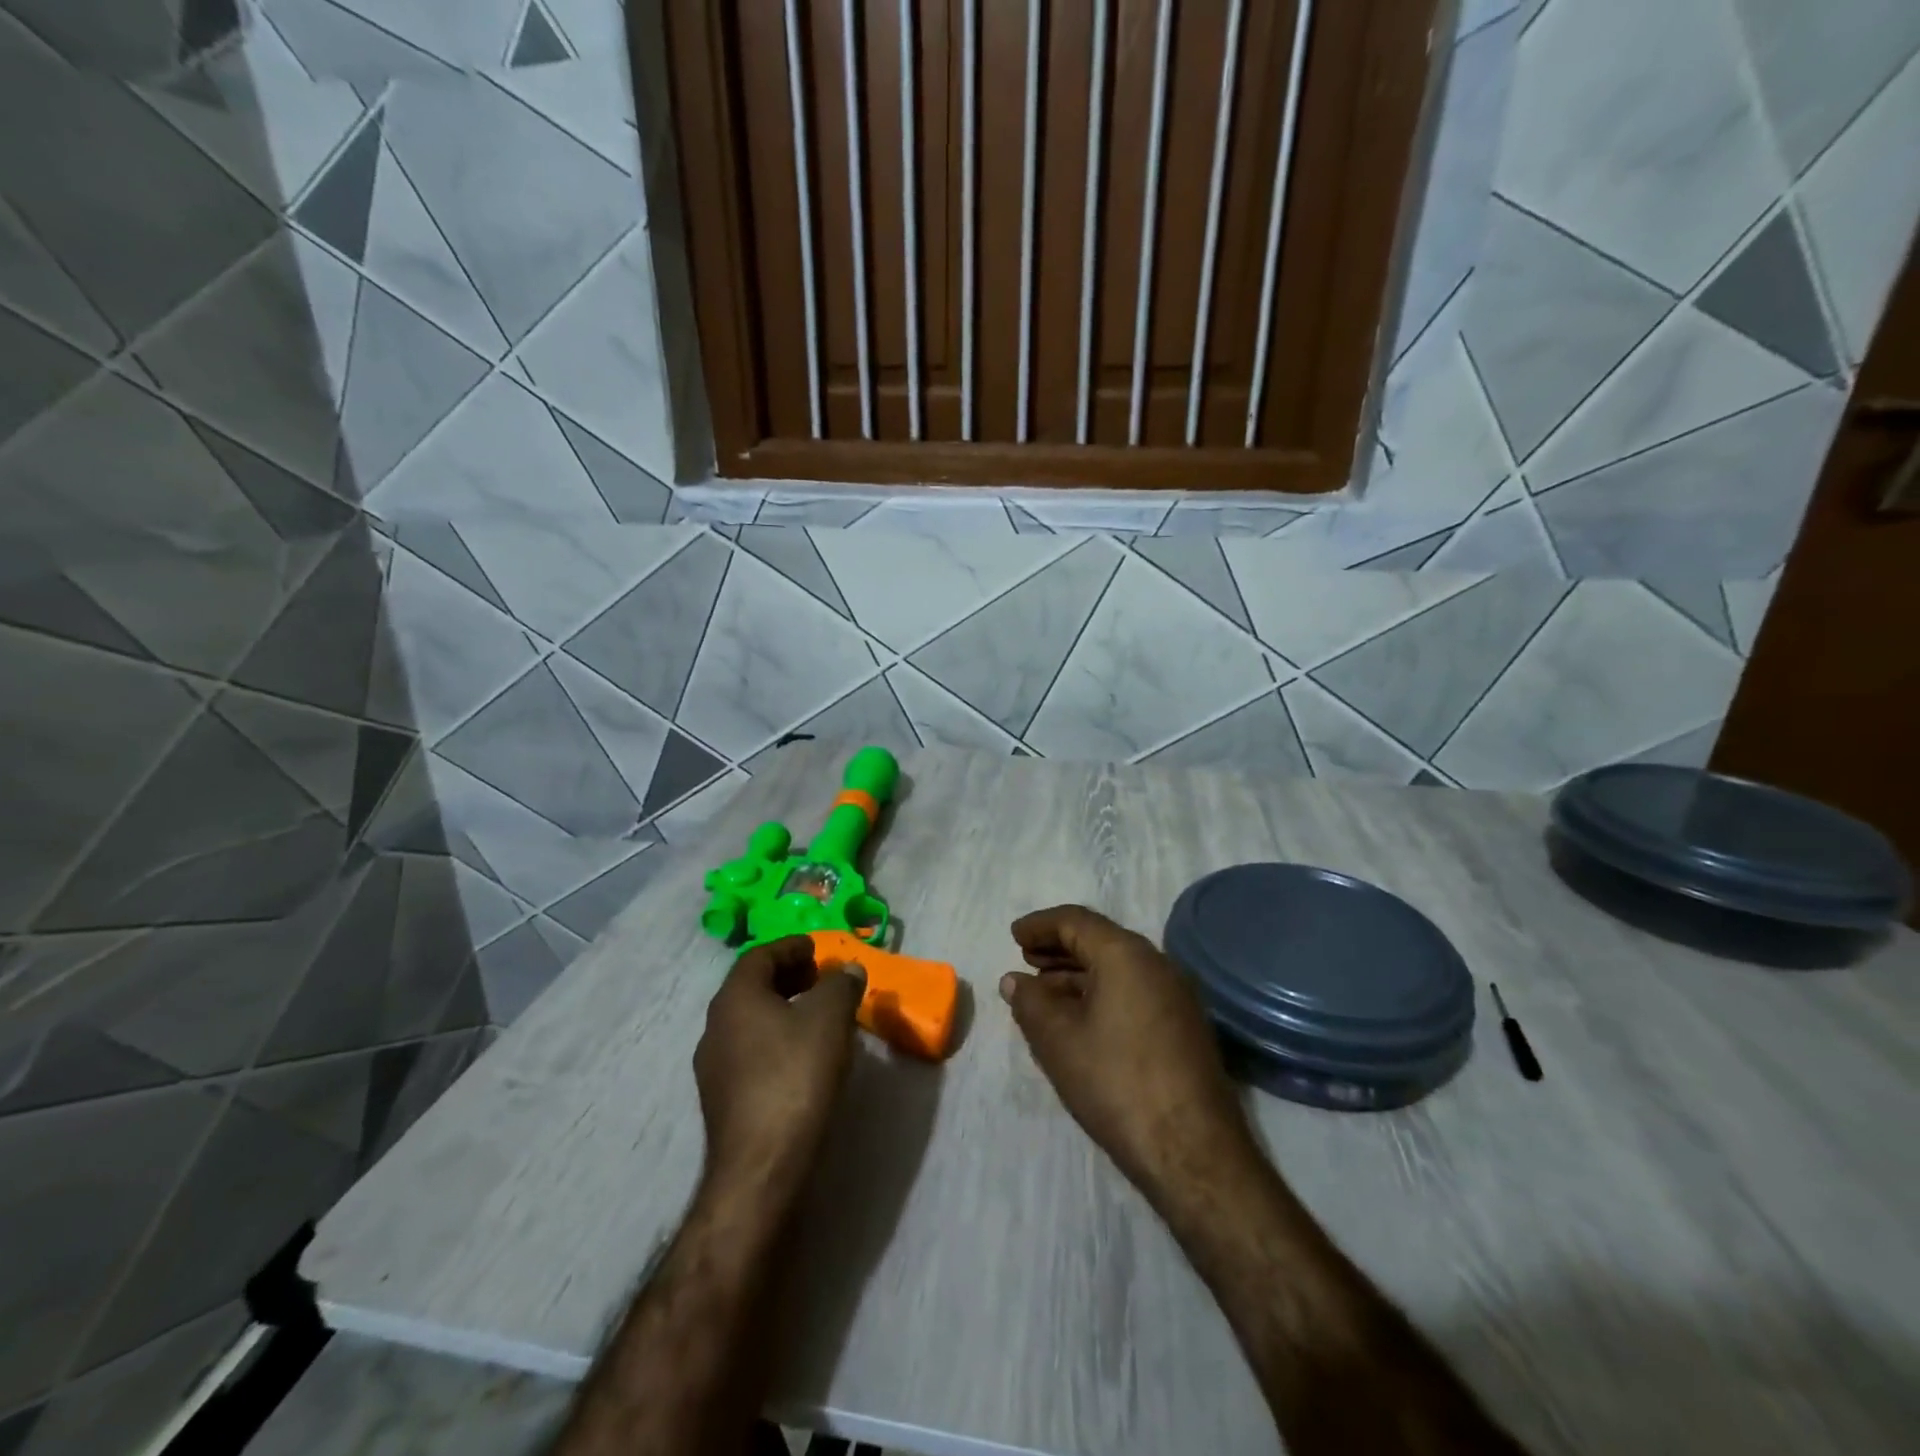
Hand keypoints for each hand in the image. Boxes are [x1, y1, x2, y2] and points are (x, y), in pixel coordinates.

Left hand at [694, 937, 865, 1193]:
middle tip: (820, 979)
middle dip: (787, 977)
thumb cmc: (795, 1076)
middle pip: (751, 987)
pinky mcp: (722, 1099)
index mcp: (735, 997)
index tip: (818, 949)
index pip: (760, 956)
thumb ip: (840, 985)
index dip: (791, 947)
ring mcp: (714, 1066)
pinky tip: (802, 1056)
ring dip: (782, 1010)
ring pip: (750, 1021)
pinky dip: (776, 1040)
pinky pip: (750, 1052)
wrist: (761, 1166)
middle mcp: (715, 1026)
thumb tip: (847, 969)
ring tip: (817, 1016)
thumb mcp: (830, 1018)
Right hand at [1000, 906, 1255, 1200]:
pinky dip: (1101, 992)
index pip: (1076, 921)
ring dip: (1078, 973)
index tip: (1014, 936)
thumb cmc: (1116, 1082)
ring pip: (1118, 968)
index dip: (1040, 925)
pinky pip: (1134, 990)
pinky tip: (1080, 1018)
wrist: (1192, 1150)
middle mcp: (1157, 963)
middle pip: (1100, 940)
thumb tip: (1014, 980)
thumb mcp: (1059, 1041)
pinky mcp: (1184, 1025)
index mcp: (1126, 954)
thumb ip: (1030, 1002)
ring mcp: (1176, 995)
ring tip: (1044, 990)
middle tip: (1026, 959)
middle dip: (1059, 947)